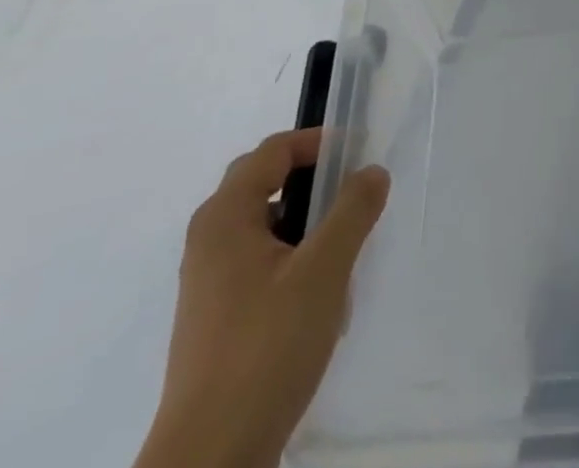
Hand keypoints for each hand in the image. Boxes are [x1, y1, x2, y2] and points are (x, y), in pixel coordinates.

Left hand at [136, 130, 389, 467]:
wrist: (211, 459)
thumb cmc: (266, 347)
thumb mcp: (324, 270)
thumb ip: (353, 210)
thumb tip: (371, 172)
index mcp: (225, 217)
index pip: (273, 152)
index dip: (317, 143)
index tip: (359, 153)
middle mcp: (209, 240)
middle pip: (264, 184)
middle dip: (312, 183)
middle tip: (353, 196)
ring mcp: (208, 284)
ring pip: (264, 228)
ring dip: (305, 225)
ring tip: (343, 251)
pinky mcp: (214, 320)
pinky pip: (258, 265)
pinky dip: (291, 261)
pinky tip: (319, 298)